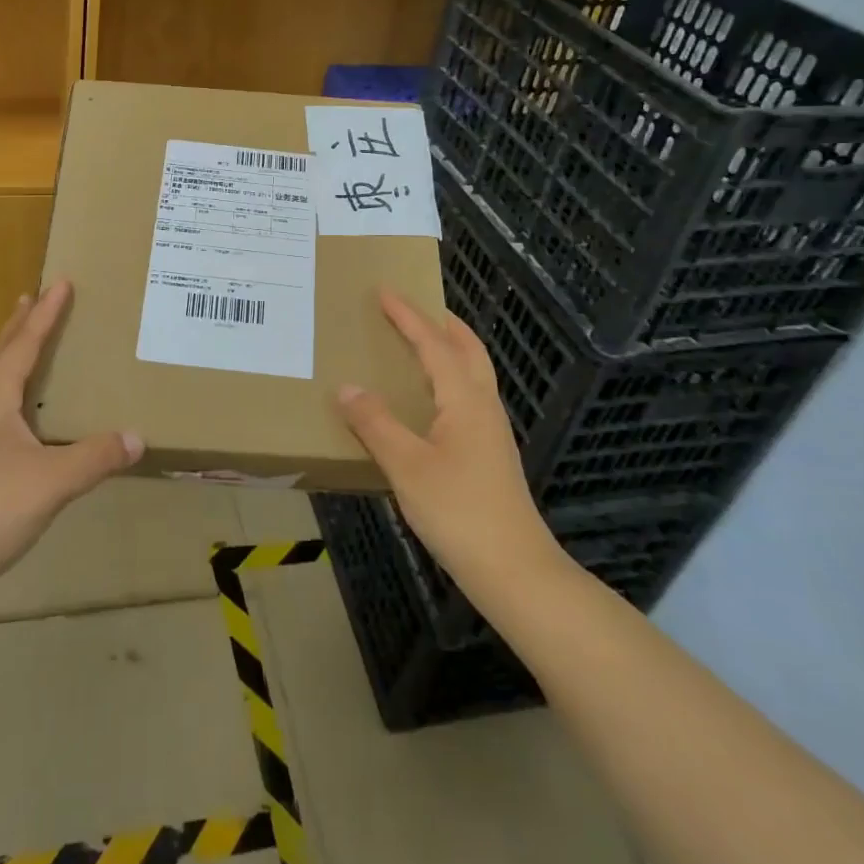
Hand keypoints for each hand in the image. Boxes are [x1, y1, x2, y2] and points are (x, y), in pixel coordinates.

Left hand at [0, 281, 142, 585]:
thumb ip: (96, 457)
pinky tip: (19, 409)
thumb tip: (138, 437)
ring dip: (9, 352)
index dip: (45, 315)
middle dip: (19, 325)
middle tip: (32, 297)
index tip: (60, 282)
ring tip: (24, 339)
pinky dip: (8, 385)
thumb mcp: (52, 482)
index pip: (23, 346)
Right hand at [336, 290, 560, 599]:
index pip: (434, 344)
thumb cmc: (460, 512)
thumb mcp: (407, 466)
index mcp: (465, 400)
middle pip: (468, 350)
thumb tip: (347, 388)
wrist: (516, 572)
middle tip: (412, 309)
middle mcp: (482, 407)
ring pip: (472, 374)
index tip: (385, 290)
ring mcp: (490, 432)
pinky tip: (428, 401)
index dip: (408, 316)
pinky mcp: (489, 455)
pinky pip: (467, 397)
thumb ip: (376, 424)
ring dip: (448, 349)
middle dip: (442, 323)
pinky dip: (448, 379)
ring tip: (418, 345)